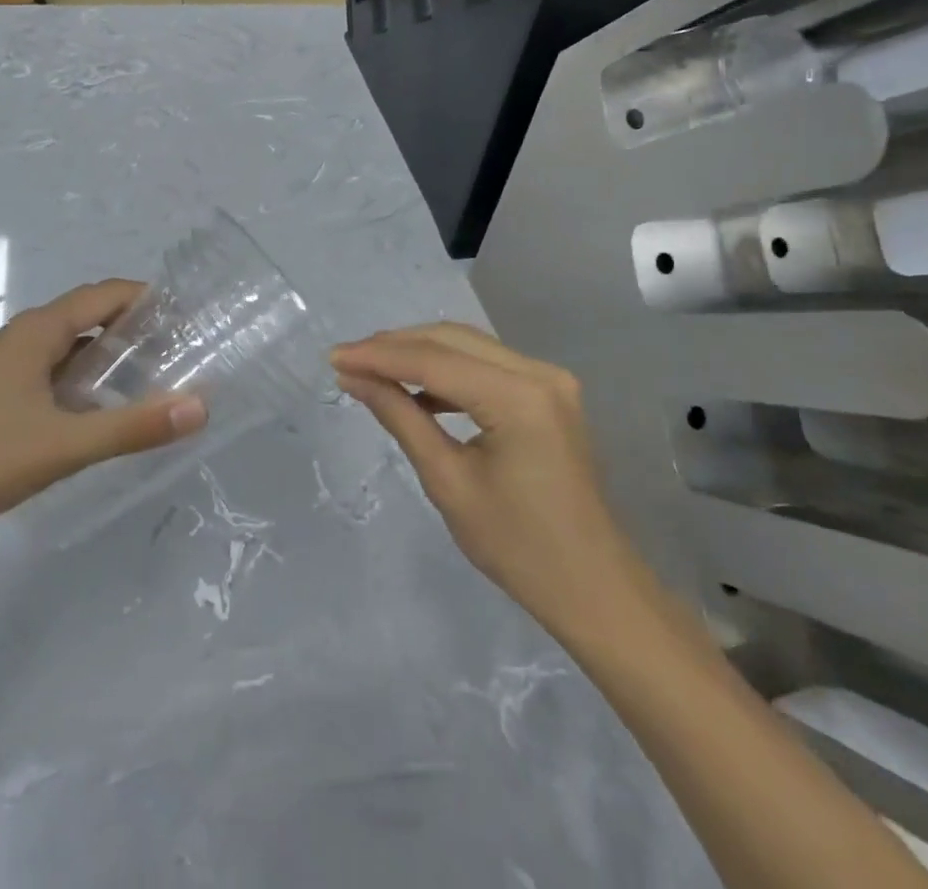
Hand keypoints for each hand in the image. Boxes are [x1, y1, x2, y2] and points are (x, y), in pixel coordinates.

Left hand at [0, 279, 207, 540]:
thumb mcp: (65, 445)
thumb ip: (133, 426)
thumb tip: (201, 406)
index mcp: (41, 330)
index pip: (109, 294)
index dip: (151, 300)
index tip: (191, 319)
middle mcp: (28, 335)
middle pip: (94, 314)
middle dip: (139, 327)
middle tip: (184, 351)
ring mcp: (13, 363)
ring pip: (76, 344)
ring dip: (114, 353)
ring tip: (158, 376)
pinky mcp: (3, 390)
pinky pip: (59, 368)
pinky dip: (89, 376)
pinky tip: (106, 407)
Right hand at [332, 323, 633, 639]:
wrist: (593, 588)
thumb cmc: (518, 547)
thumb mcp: (448, 482)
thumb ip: (400, 418)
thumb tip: (354, 378)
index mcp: (519, 397)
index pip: (434, 360)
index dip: (379, 356)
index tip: (333, 358)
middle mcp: (539, 372)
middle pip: (453, 340)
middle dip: (396, 346)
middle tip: (347, 360)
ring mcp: (550, 379)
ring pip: (470, 346)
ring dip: (421, 354)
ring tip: (373, 371)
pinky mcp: (550, 392)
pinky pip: (488, 366)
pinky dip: (450, 371)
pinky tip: (419, 391)